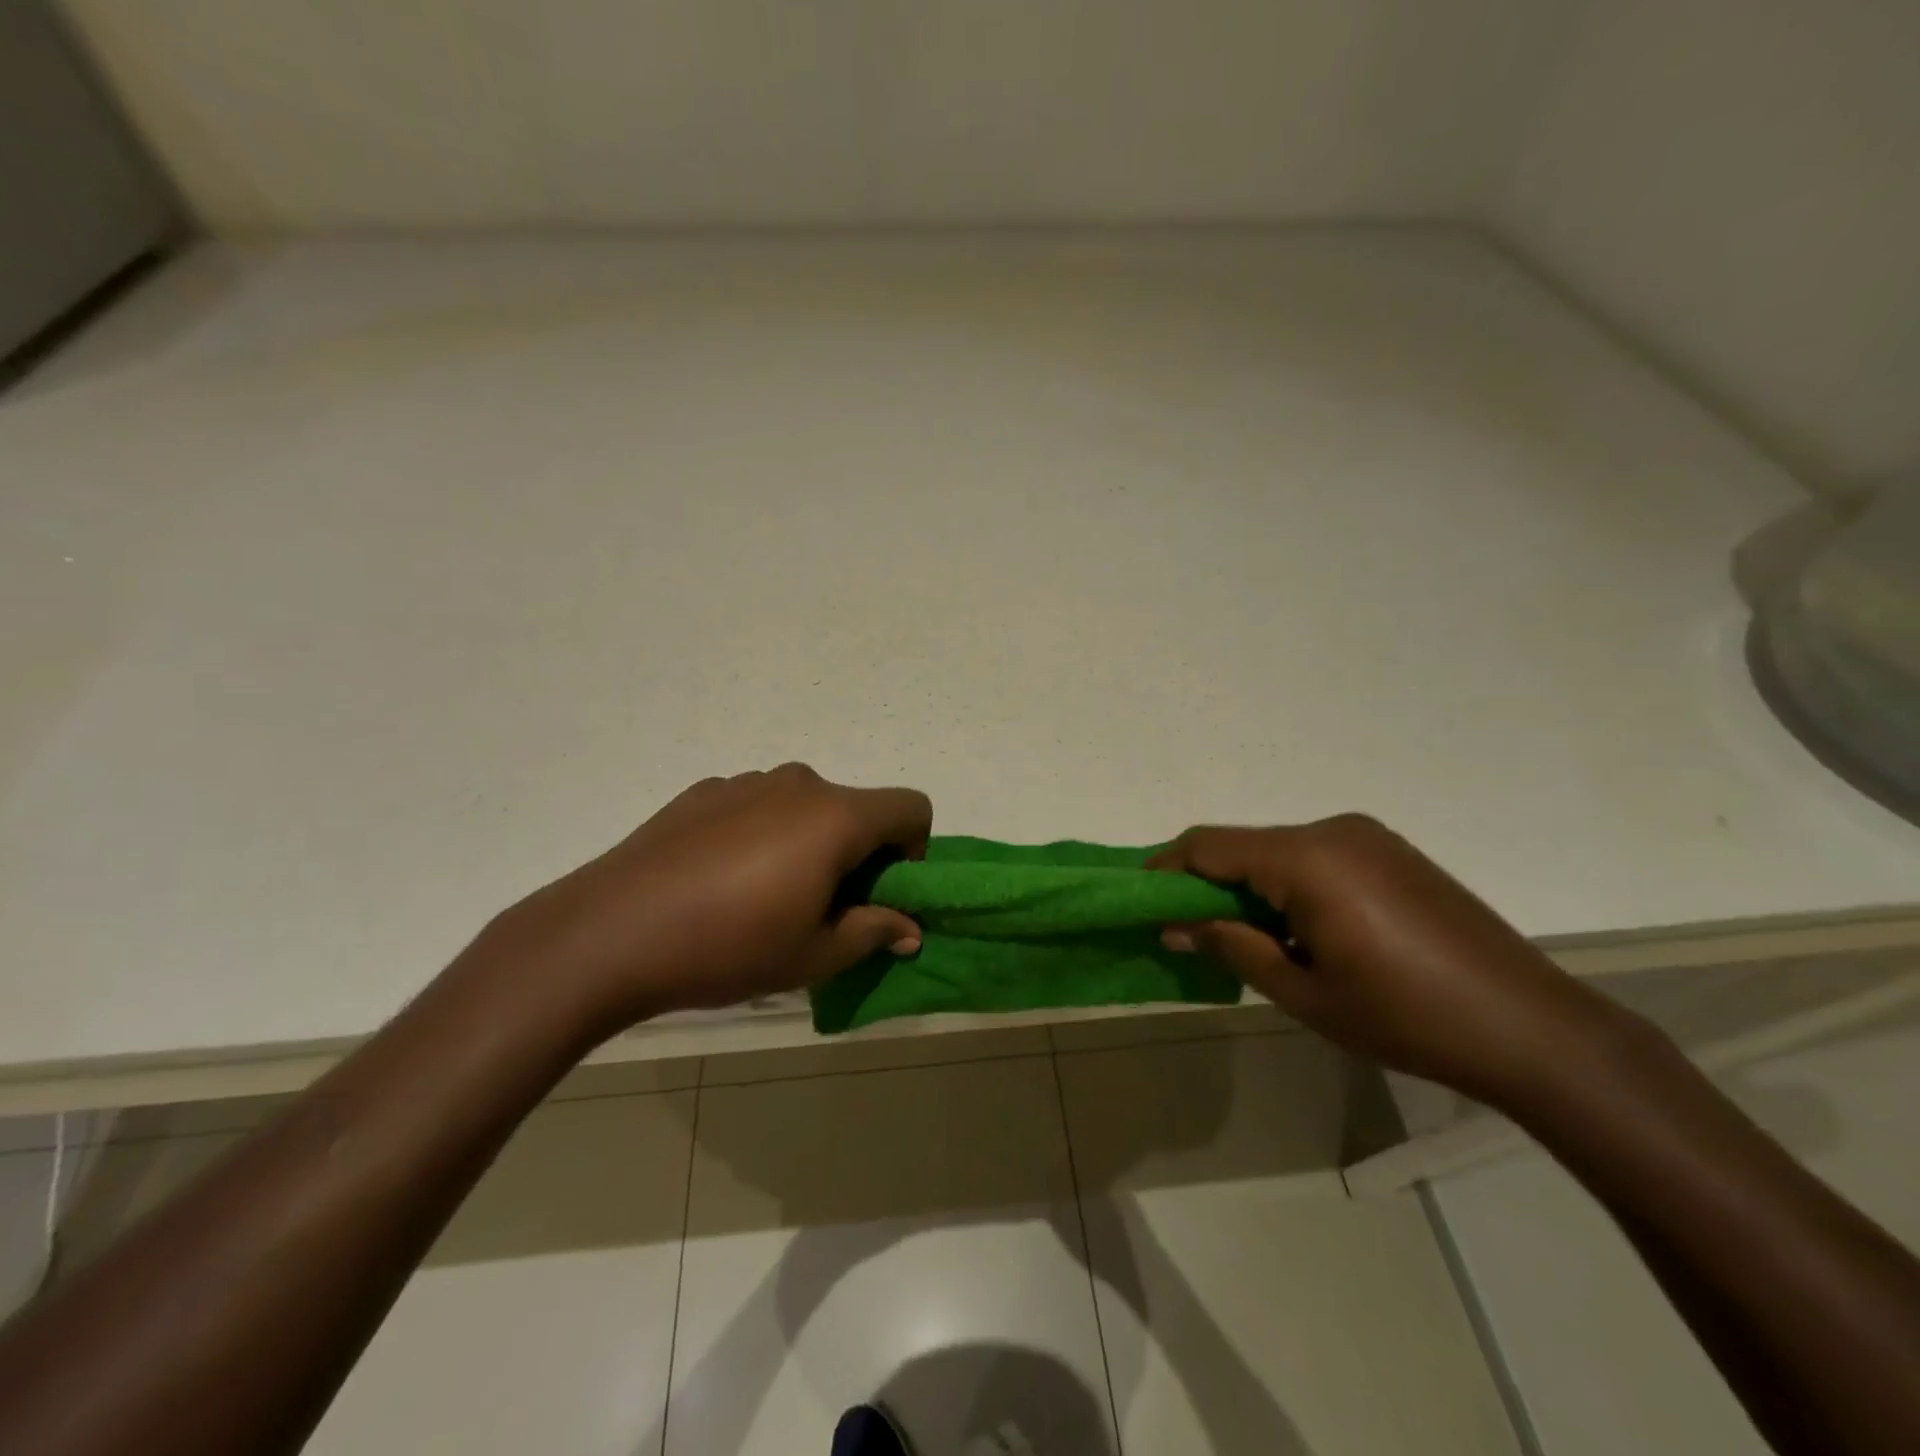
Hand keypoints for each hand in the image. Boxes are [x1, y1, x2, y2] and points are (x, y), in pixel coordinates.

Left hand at [476, 764, 931, 1035]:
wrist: (609, 933)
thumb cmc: (728, 947)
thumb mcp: (813, 955)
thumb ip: (873, 932)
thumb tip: (908, 929)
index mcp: (836, 817)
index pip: (911, 807)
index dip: (912, 850)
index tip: (877, 892)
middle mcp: (799, 784)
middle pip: (857, 808)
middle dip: (856, 853)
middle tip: (820, 907)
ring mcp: (747, 782)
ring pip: (805, 807)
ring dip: (808, 843)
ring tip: (762, 896)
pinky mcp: (705, 791)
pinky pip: (758, 806)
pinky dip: (762, 835)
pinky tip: (718, 881)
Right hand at [1149, 816, 1611, 1106]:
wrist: (1533, 1028)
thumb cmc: (1405, 1017)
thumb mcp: (1302, 991)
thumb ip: (1232, 946)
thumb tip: (1176, 925)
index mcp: (1307, 859)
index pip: (1210, 845)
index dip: (1167, 867)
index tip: (1142, 897)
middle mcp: (1333, 830)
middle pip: (1244, 845)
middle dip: (1208, 882)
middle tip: (1189, 929)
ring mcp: (1368, 837)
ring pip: (1279, 850)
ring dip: (1250, 884)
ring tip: (1247, 936)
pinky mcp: (1393, 851)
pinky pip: (1317, 856)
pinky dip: (1288, 883)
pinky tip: (1301, 928)